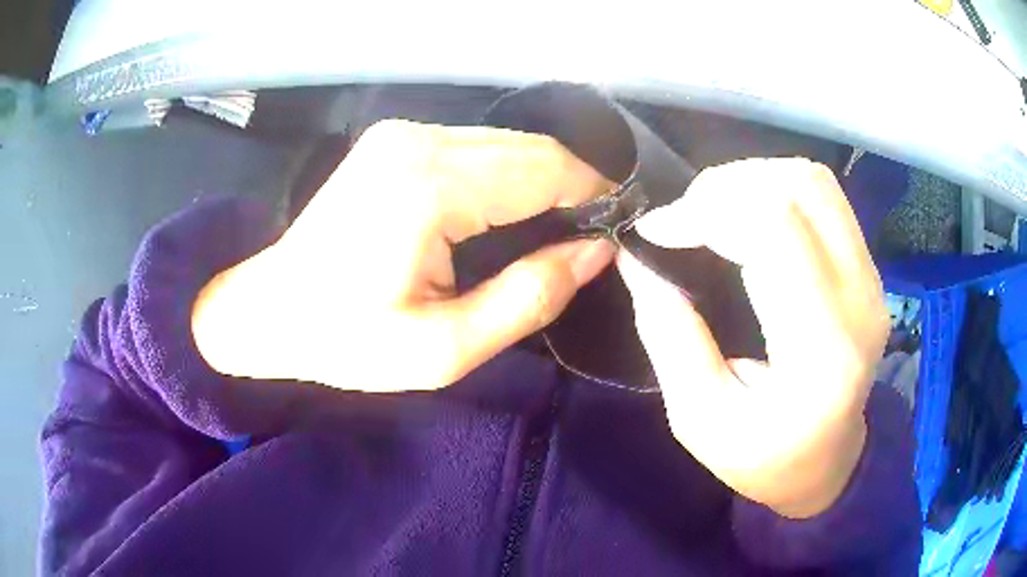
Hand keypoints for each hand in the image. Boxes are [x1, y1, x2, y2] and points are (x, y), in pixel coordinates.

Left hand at [193, 120, 615, 391]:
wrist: (271, 309)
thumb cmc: (345, 340)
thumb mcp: (442, 349)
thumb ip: (528, 298)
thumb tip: (596, 251)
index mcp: (429, 185)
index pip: (546, 168)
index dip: (593, 196)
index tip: (616, 233)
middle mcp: (419, 140)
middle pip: (532, 147)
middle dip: (573, 188)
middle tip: (587, 240)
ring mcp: (404, 133)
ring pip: (508, 142)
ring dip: (543, 181)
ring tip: (554, 232)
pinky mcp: (396, 140)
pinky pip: (478, 147)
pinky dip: (508, 175)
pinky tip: (509, 213)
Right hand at [618, 159, 887, 517]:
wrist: (828, 461)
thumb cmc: (765, 457)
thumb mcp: (700, 420)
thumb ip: (668, 336)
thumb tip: (637, 258)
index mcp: (822, 352)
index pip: (775, 231)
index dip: (706, 211)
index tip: (655, 231)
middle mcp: (860, 300)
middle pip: (798, 190)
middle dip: (723, 188)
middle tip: (682, 220)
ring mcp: (872, 278)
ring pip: (813, 181)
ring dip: (751, 179)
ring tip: (712, 211)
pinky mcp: (869, 267)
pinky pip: (823, 196)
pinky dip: (774, 186)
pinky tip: (748, 216)